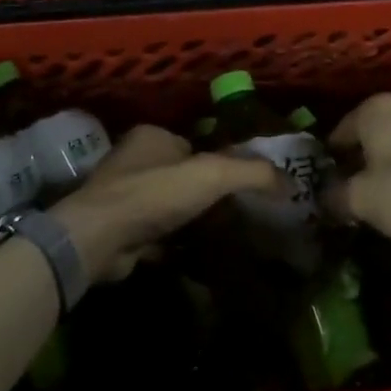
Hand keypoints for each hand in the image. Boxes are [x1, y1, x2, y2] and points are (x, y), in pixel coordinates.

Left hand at [51, 124, 281, 284]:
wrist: (99, 238)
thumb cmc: (154, 194)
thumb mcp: (212, 174)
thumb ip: (252, 173)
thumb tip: (291, 183)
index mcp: (152, 136)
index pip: (195, 145)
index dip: (219, 163)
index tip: (244, 186)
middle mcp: (134, 161)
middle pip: (182, 176)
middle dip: (206, 194)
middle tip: (239, 214)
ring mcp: (123, 196)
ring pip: (169, 206)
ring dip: (190, 220)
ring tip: (224, 236)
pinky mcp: (119, 229)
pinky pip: (156, 233)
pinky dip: (174, 242)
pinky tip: (196, 254)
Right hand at [325, 92, 390, 244]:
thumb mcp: (363, 200)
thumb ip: (337, 197)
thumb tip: (325, 198)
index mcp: (374, 109)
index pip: (339, 131)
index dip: (330, 159)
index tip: (326, 184)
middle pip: (372, 135)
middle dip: (361, 160)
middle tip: (352, 192)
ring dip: (390, 166)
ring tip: (384, 198)